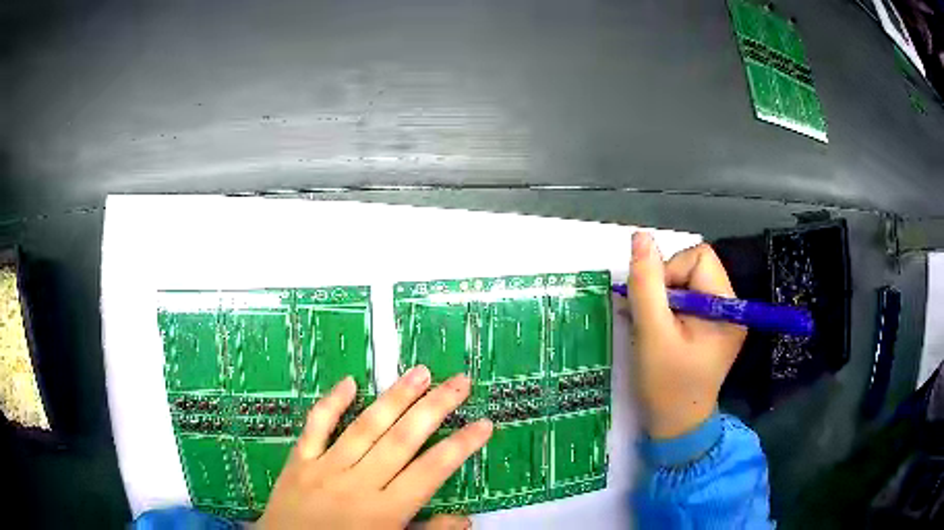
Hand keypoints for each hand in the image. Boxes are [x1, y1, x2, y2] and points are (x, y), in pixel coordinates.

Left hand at [258, 366, 492, 529]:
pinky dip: (331, 403)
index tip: (484, 423)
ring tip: (420, 372)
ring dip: (395, 398)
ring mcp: (326, 468)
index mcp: (386, 510)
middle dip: (435, 408)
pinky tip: (348, 381)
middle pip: (403, 440)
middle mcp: (359, 483)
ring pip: (365, 427)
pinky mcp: (299, 461)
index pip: (432, 471)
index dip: (461, 446)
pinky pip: (315, 427)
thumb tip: (466, 520)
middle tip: (459, 381)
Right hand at [627, 232, 746, 439]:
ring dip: (664, 299)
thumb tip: (640, 237)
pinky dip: (670, 310)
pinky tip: (660, 331)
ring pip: (689, 283)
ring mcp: (724, 318)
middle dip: (666, 287)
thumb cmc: (665, 384)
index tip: (654, 307)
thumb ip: (646, 283)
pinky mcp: (714, 328)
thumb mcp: (651, 332)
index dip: (670, 272)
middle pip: (694, 267)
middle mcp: (731, 307)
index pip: (698, 258)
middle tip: (651, 320)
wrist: (676, 426)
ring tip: (653, 329)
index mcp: (726, 306)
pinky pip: (690, 300)